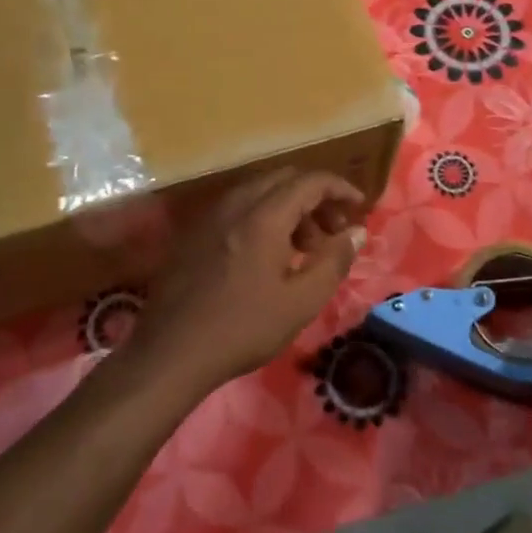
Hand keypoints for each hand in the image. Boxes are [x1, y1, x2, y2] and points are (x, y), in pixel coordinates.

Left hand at [127, 168, 366, 397]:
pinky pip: (237, 209)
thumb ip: (334, 261)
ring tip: (304, 248)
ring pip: (259, 193)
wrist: (171, 352)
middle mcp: (235, 205)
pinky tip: (267, 256)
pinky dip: (263, 217)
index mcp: (263, 216)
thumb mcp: (301, 302)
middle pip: (283, 179)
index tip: (359, 208)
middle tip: (333, 231)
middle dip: (315, 198)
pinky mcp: (193, 234)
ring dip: (289, 208)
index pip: (310, 181)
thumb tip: (356, 232)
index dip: (340, 188)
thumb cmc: (243, 328)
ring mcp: (209, 217)